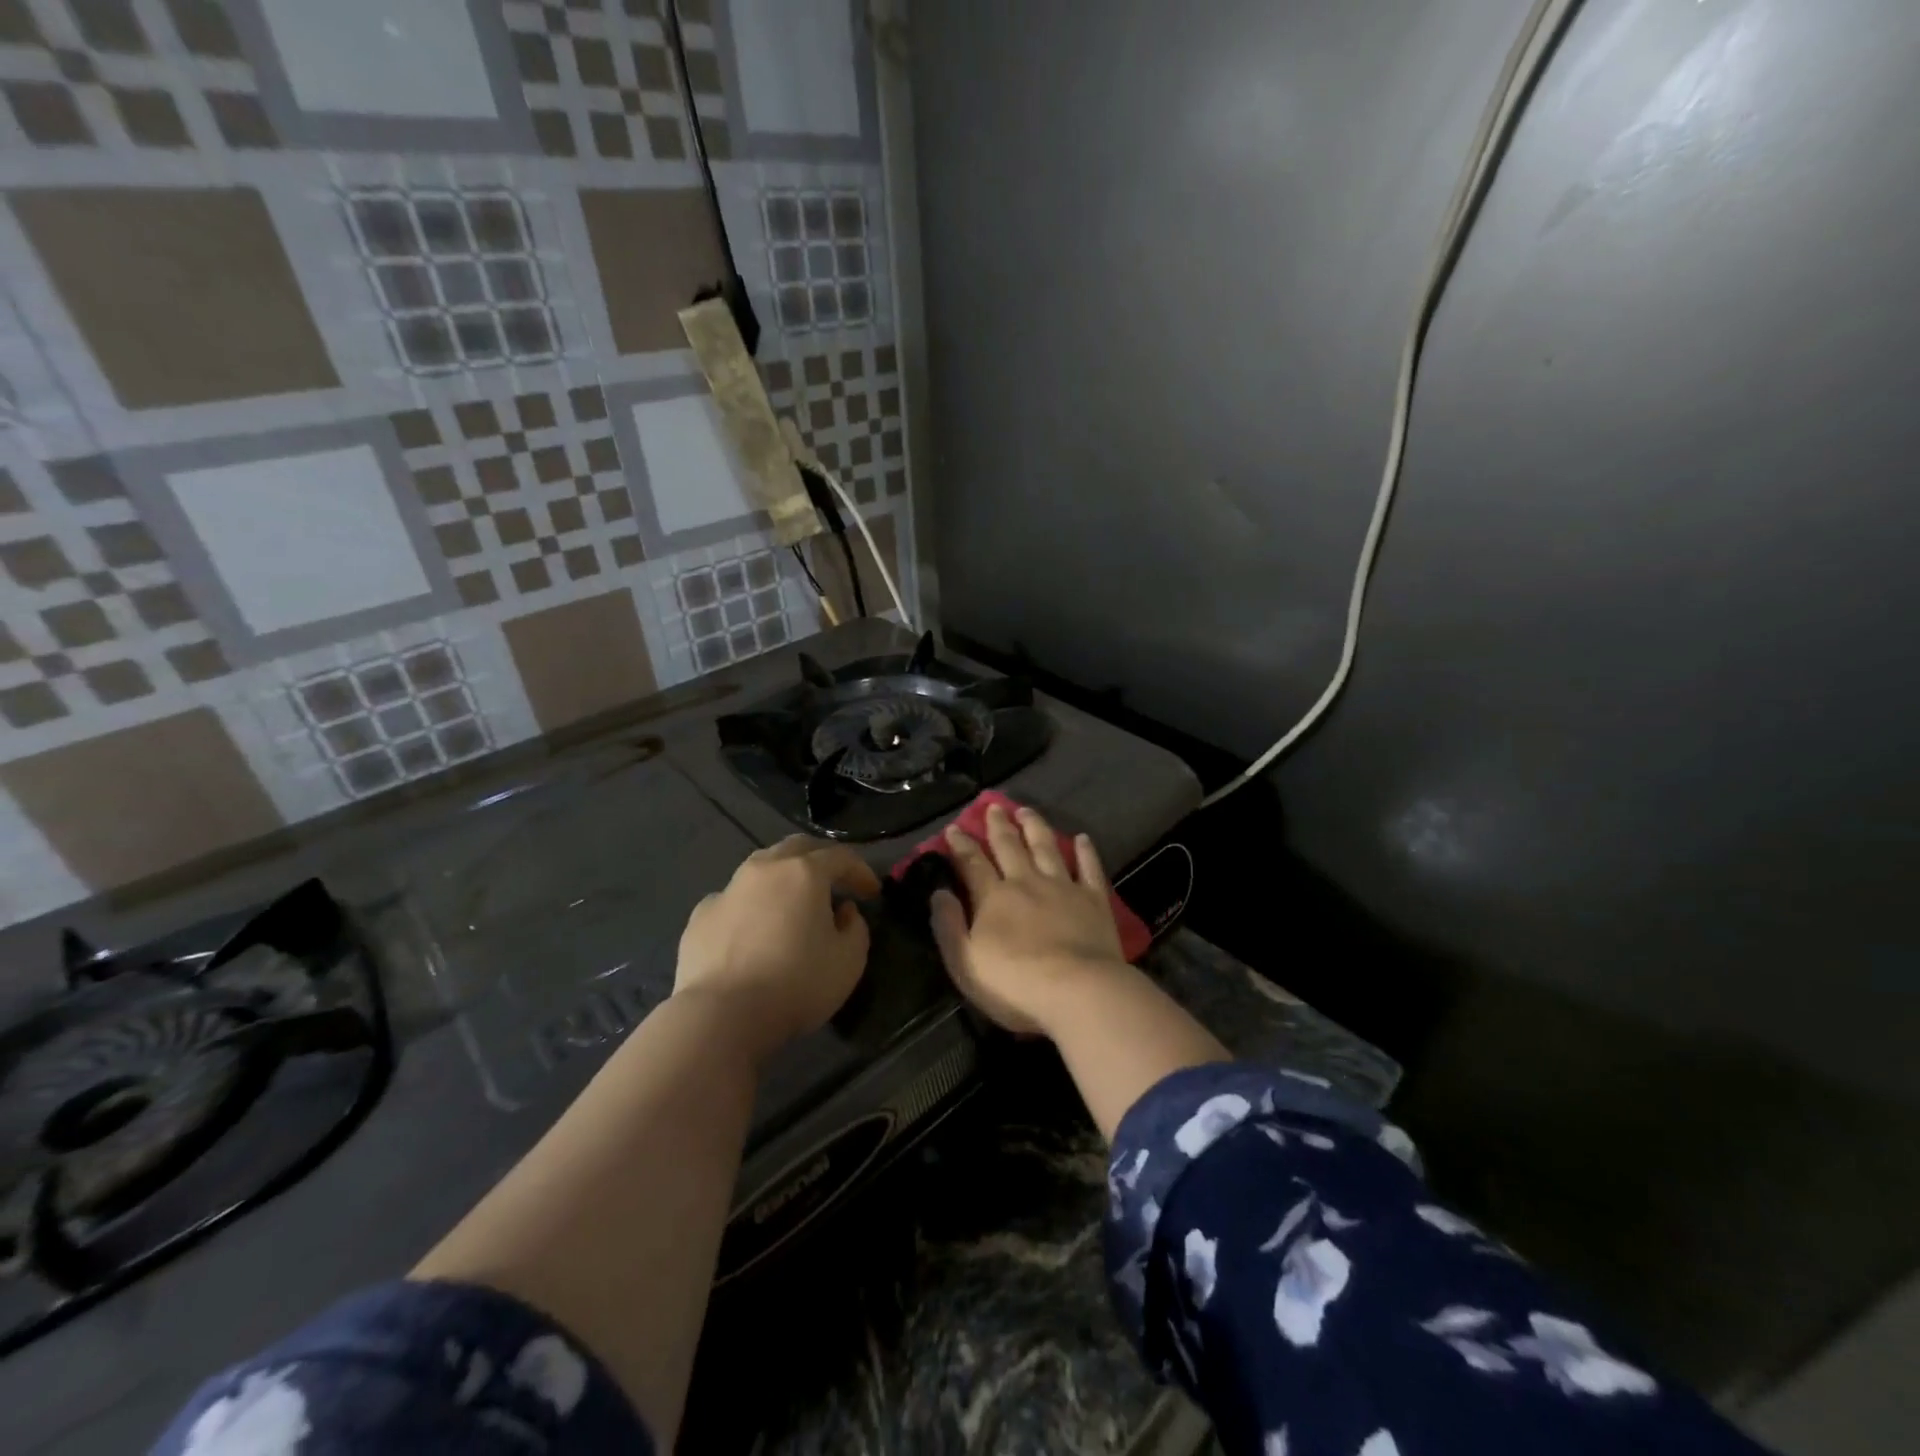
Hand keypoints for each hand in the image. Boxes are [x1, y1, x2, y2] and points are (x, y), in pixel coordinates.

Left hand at [675, 836, 880, 1060]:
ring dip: (783, 877)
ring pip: (761, 867)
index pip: (841, 857)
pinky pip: (734, 899)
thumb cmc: (795, 985)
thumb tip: (843, 911)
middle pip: (797, 848)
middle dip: (821, 860)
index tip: (873, 893)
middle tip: (835, 883)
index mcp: (804, 872)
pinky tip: (753, 929)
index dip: (861, 871)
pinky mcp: (701, 915)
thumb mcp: (849, 962)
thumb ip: (856, 928)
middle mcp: (764, 869)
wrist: (720, 1015)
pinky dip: (751, 905)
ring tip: (793, 902)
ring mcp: (728, 890)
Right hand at [930, 803, 1127, 1036]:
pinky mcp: (1094, 899)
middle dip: (998, 825)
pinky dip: (1085, 851)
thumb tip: (938, 893)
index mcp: (994, 898)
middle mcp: (1027, 882)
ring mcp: (1063, 887)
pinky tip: (1083, 838)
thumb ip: (949, 926)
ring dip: (1035, 827)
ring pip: (1046, 847)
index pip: (972, 863)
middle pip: (1010, 846)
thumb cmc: (1016, 984)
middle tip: (993, 806)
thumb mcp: (966, 963)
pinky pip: (1089, 868)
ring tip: (1027, 811)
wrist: (1079, 991)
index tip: (954, 828)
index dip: (961, 845)